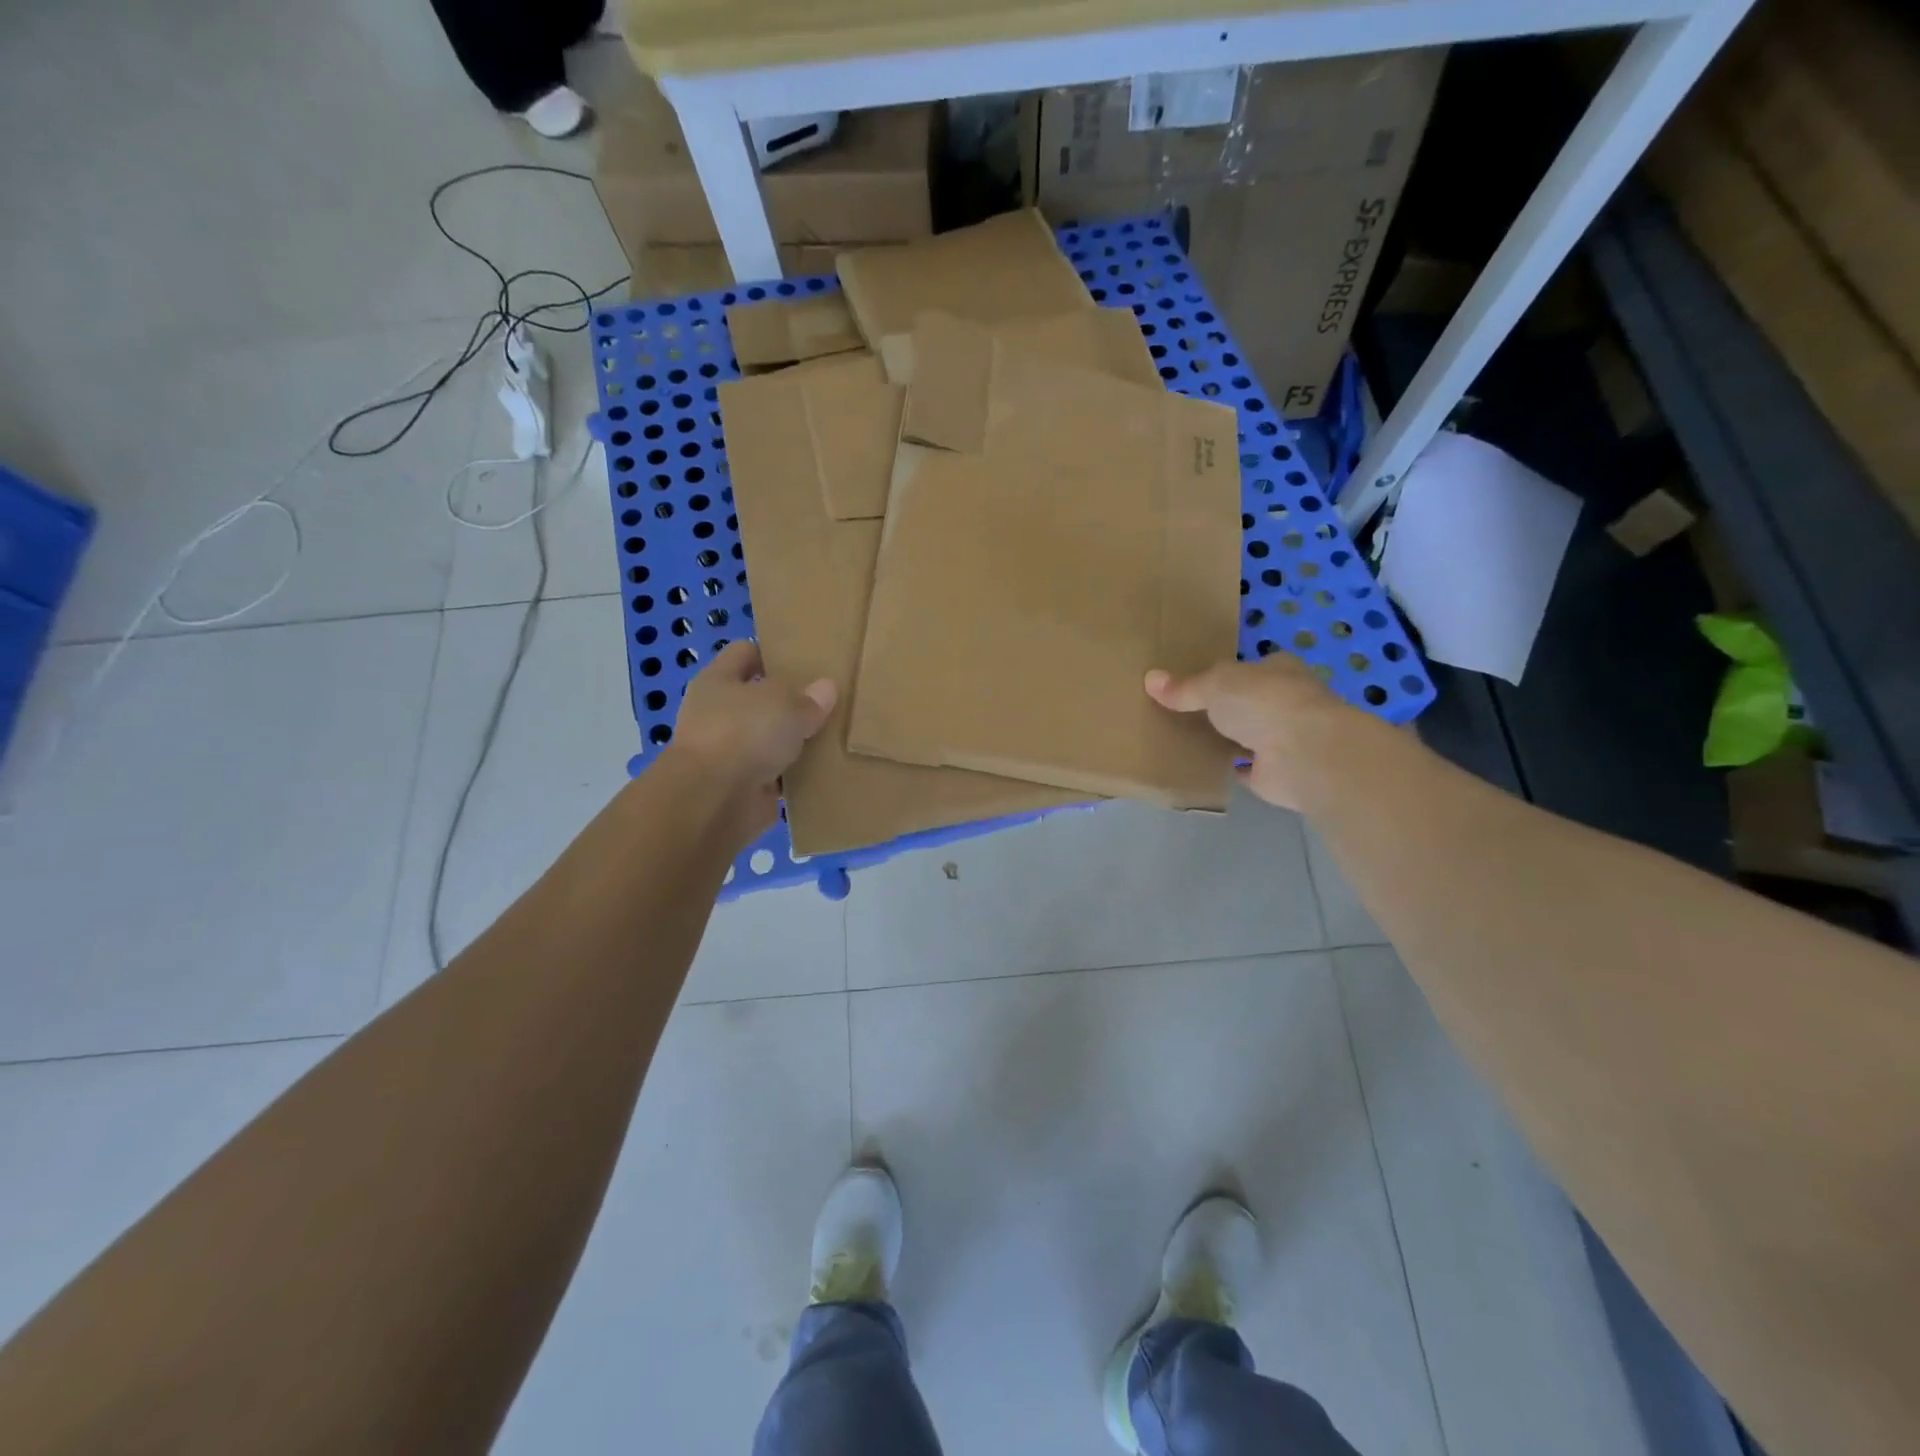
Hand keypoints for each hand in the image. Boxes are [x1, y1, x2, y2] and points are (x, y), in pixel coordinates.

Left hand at [668, 641, 835, 833]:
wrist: (713, 801)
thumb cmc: (743, 734)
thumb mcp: (785, 704)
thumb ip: (808, 698)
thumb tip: (827, 688)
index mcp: (718, 680)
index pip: (745, 653)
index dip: (773, 653)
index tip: (806, 660)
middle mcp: (718, 713)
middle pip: (759, 698)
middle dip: (789, 701)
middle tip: (827, 700)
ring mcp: (728, 752)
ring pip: (769, 738)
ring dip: (793, 741)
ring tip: (833, 735)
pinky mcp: (742, 786)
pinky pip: (776, 774)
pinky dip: (794, 775)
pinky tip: (824, 770)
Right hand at [1144, 655, 1354, 810]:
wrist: (1303, 754)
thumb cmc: (1263, 703)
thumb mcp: (1215, 685)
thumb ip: (1185, 687)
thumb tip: (1150, 679)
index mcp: (1278, 670)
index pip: (1250, 668)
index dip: (1226, 675)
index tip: (1196, 684)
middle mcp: (1286, 702)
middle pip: (1249, 702)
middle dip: (1225, 708)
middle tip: (1184, 713)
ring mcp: (1285, 738)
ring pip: (1249, 735)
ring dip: (1227, 739)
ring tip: (1187, 741)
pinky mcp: (1277, 772)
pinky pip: (1247, 769)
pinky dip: (1231, 769)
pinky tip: (1205, 768)